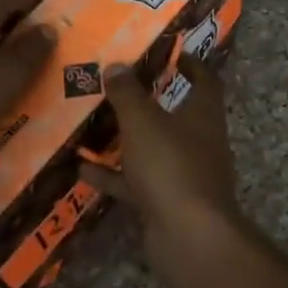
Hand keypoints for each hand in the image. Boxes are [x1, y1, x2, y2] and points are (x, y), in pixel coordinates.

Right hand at [86, 55, 239, 237]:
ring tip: (95, 125)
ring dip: (128, 140)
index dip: (191, 64)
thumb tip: (117, 65)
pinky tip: (82, 170)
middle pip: (178, 114)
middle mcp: (201, 141)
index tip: (170, 52)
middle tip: (120, 87)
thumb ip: (128, 94)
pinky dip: (115, 176)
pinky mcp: (169, 202)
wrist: (188, 236)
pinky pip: (139, 182)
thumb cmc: (172, 166)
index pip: (205, 80)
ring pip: (155, 149)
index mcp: (204, 114)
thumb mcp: (143, 122)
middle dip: (152, 101)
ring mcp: (186, 174)